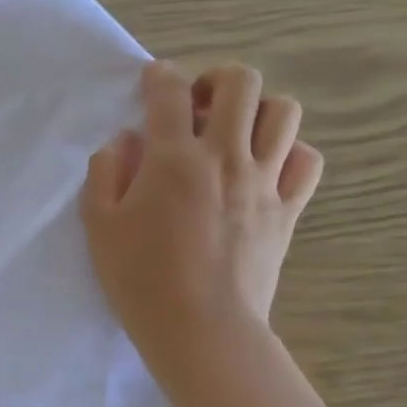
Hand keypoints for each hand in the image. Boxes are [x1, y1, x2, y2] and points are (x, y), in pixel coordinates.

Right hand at [81, 60, 322, 372]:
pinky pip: (307, 160)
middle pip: (240, 83)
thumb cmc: (140, 279)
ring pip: (283, 111)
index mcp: (173, 158)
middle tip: (198, 107)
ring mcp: (264, 182)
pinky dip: (290, 152)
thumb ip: (106, 172)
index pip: (169, 91)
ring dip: (257, 110)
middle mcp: (225, 156)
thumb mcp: (99, 225)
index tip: (153, 81)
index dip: (159, 76)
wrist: (201, 330)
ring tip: (235, 133)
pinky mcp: (288, 209)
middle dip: (216, 80)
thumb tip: (126, 142)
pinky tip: (266, 166)